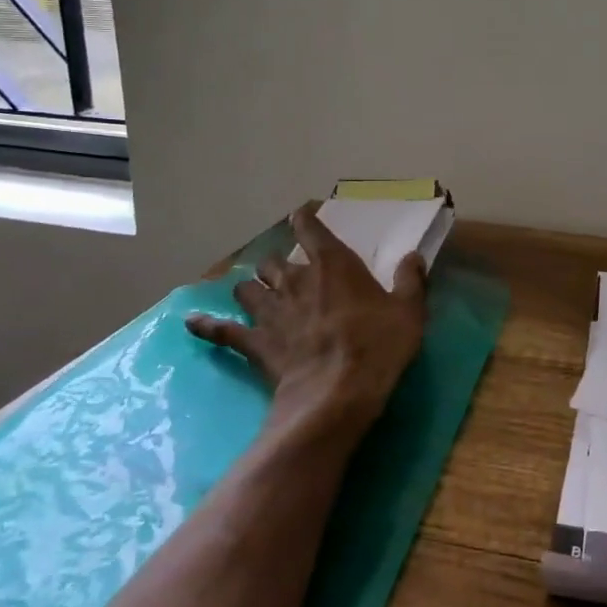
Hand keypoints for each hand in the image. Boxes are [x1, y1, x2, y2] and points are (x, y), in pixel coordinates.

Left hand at [186, 202, 427, 436]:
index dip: (305, 218)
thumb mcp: (409, 312)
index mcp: (333, 265)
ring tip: (255, 294)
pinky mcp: (254, 343)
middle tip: (287, 273)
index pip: (312, 229)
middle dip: (278, 264)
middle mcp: (296, 280)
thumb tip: (413, 256)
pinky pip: (222, 331)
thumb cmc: (377, 346)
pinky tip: (193, 323)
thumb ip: (410, 280)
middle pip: (275, 261)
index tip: (302, 213)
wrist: (336, 394)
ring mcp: (271, 311)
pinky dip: (208, 326)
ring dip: (251, 288)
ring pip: (248, 288)